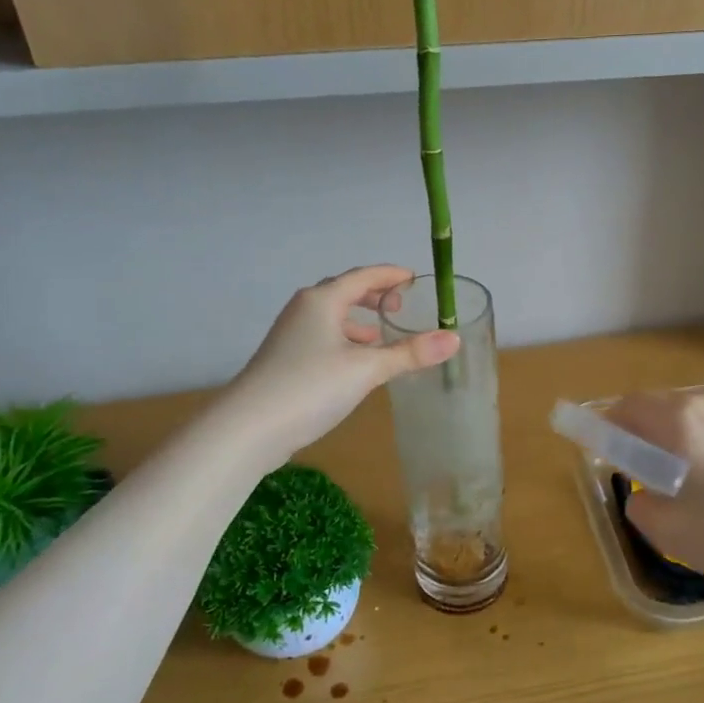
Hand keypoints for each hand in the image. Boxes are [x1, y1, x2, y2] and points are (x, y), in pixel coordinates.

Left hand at [224, 266, 458, 464]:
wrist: (249, 427)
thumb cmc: (311, 387)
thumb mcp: (367, 369)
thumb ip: (410, 353)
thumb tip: (454, 338)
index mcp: (323, 300)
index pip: (363, 276)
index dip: (391, 275)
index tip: (415, 279)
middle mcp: (304, 309)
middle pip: (344, 292)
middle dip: (374, 295)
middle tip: (400, 306)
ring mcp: (291, 335)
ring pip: (331, 317)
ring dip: (358, 321)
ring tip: (381, 335)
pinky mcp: (285, 359)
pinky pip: (323, 337)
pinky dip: (344, 340)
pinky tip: (354, 364)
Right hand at [606, 388, 703, 599]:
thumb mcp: (671, 534)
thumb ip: (640, 504)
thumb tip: (644, 491)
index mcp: (680, 421)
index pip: (628, 406)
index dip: (610, 426)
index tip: (608, 451)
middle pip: (664, 407)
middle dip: (647, 433)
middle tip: (650, 473)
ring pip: (700, 415)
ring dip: (685, 437)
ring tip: (698, 481)